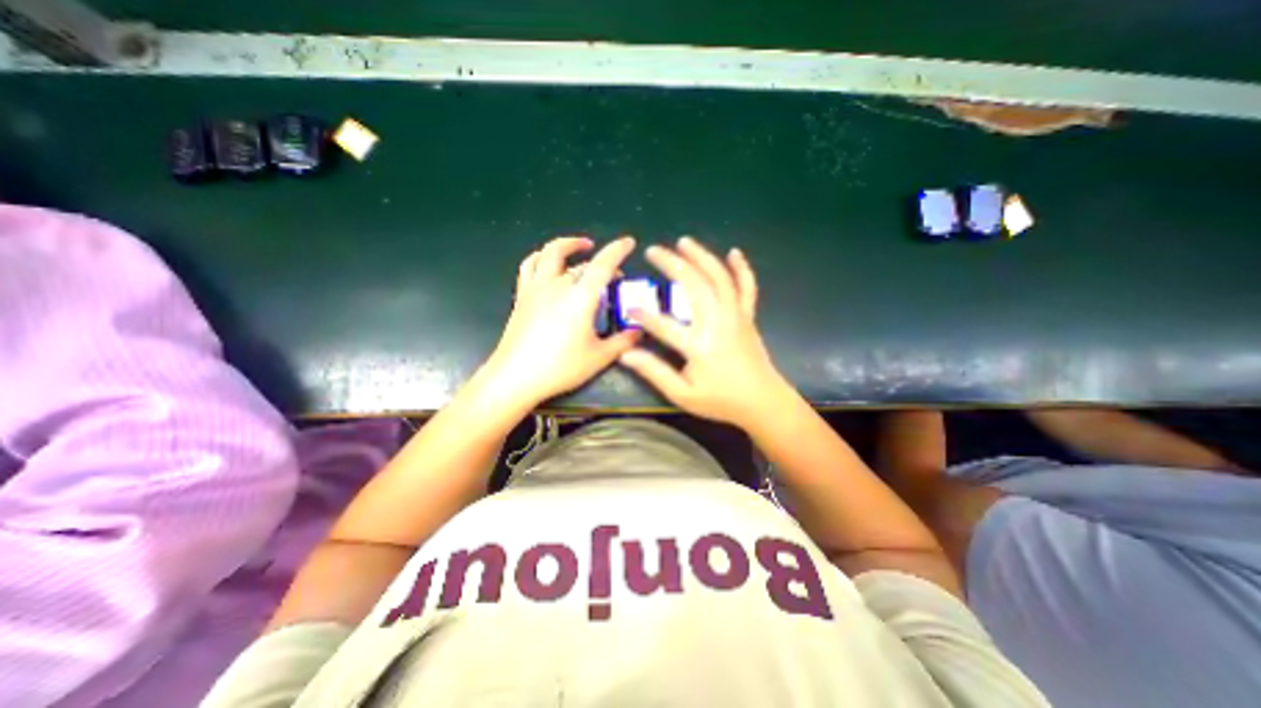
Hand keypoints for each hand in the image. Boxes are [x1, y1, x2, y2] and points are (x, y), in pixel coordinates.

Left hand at [485, 234, 639, 405]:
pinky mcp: (522, 297)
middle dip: (600, 261)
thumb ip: (623, 342)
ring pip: (549, 254)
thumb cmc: (561, 367)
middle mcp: (557, 285)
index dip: (618, 250)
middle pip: (580, 262)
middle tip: (613, 273)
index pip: (602, 264)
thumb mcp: (599, 357)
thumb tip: (639, 331)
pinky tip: (548, 265)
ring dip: (567, 246)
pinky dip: (542, 258)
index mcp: (580, 297)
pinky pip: (530, 266)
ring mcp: (536, 288)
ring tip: (579, 248)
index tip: (629, 242)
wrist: (516, 377)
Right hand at [620, 235, 785, 424]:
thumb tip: (626, 355)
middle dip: (672, 264)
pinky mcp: (747, 316)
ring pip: (719, 277)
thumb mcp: (683, 394)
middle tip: (653, 250)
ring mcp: (736, 315)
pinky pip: (747, 287)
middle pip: (694, 284)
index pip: (663, 324)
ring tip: (684, 242)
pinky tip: (734, 252)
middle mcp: (718, 322)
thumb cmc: (721, 401)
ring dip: (701, 256)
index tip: (629, 309)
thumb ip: (654, 372)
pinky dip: (741, 268)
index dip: (643, 315)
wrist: (763, 402)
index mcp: (699, 344)